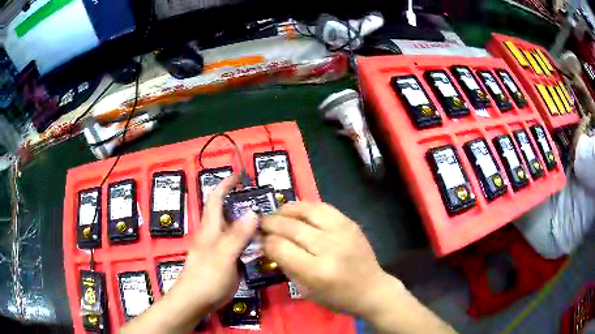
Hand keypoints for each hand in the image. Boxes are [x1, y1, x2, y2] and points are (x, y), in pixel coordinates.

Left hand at [170, 175, 257, 313]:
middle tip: (268, 203)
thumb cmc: (206, 276)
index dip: (226, 184)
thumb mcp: (224, 255)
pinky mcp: (225, 260)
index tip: (240, 176)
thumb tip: (253, 211)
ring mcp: (220, 248)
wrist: (195, 300)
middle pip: (228, 213)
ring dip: (250, 224)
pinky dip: (251, 241)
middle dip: (244, 204)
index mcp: (210, 227)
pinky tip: (264, 245)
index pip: (216, 198)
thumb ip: (238, 235)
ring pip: (236, 230)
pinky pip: (240, 245)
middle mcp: (215, 234)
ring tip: (271, 222)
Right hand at [261, 202, 388, 318]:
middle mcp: (329, 247)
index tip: (260, 240)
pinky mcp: (350, 222)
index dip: (266, 242)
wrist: (372, 289)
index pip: (280, 247)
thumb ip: (285, 266)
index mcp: (317, 271)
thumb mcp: (305, 291)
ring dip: (286, 210)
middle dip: (270, 223)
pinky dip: (305, 206)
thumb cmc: (337, 297)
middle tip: (261, 224)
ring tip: (276, 214)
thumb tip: (268, 244)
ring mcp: (342, 231)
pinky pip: (323, 207)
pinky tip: (296, 211)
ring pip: (306, 210)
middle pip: (290, 226)